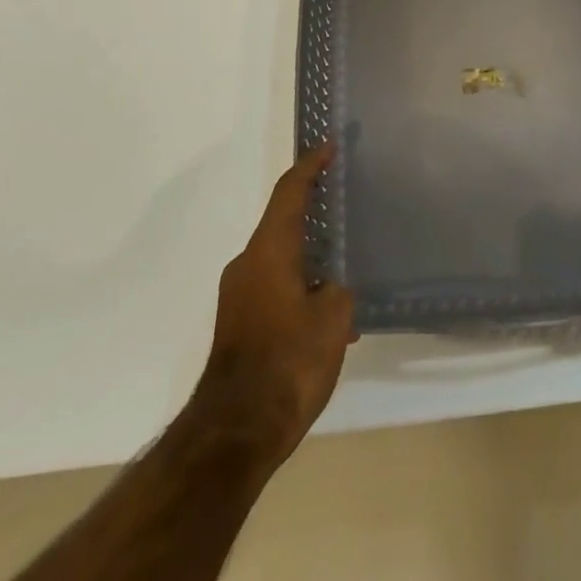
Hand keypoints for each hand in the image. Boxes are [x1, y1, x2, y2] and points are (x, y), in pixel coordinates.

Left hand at [196, 144, 356, 462]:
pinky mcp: (238, 324)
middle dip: (313, 211)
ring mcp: (239, 295)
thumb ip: (338, 290)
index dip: (310, 166)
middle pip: (283, 222)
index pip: (290, 192)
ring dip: (309, 256)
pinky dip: (300, 286)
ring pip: (280, 258)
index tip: (328, 146)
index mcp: (269, 250)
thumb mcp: (333, 320)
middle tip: (343, 204)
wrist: (234, 434)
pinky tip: (329, 317)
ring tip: (345, 268)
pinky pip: (274, 286)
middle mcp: (248, 264)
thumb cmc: (288, 363)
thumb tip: (330, 288)